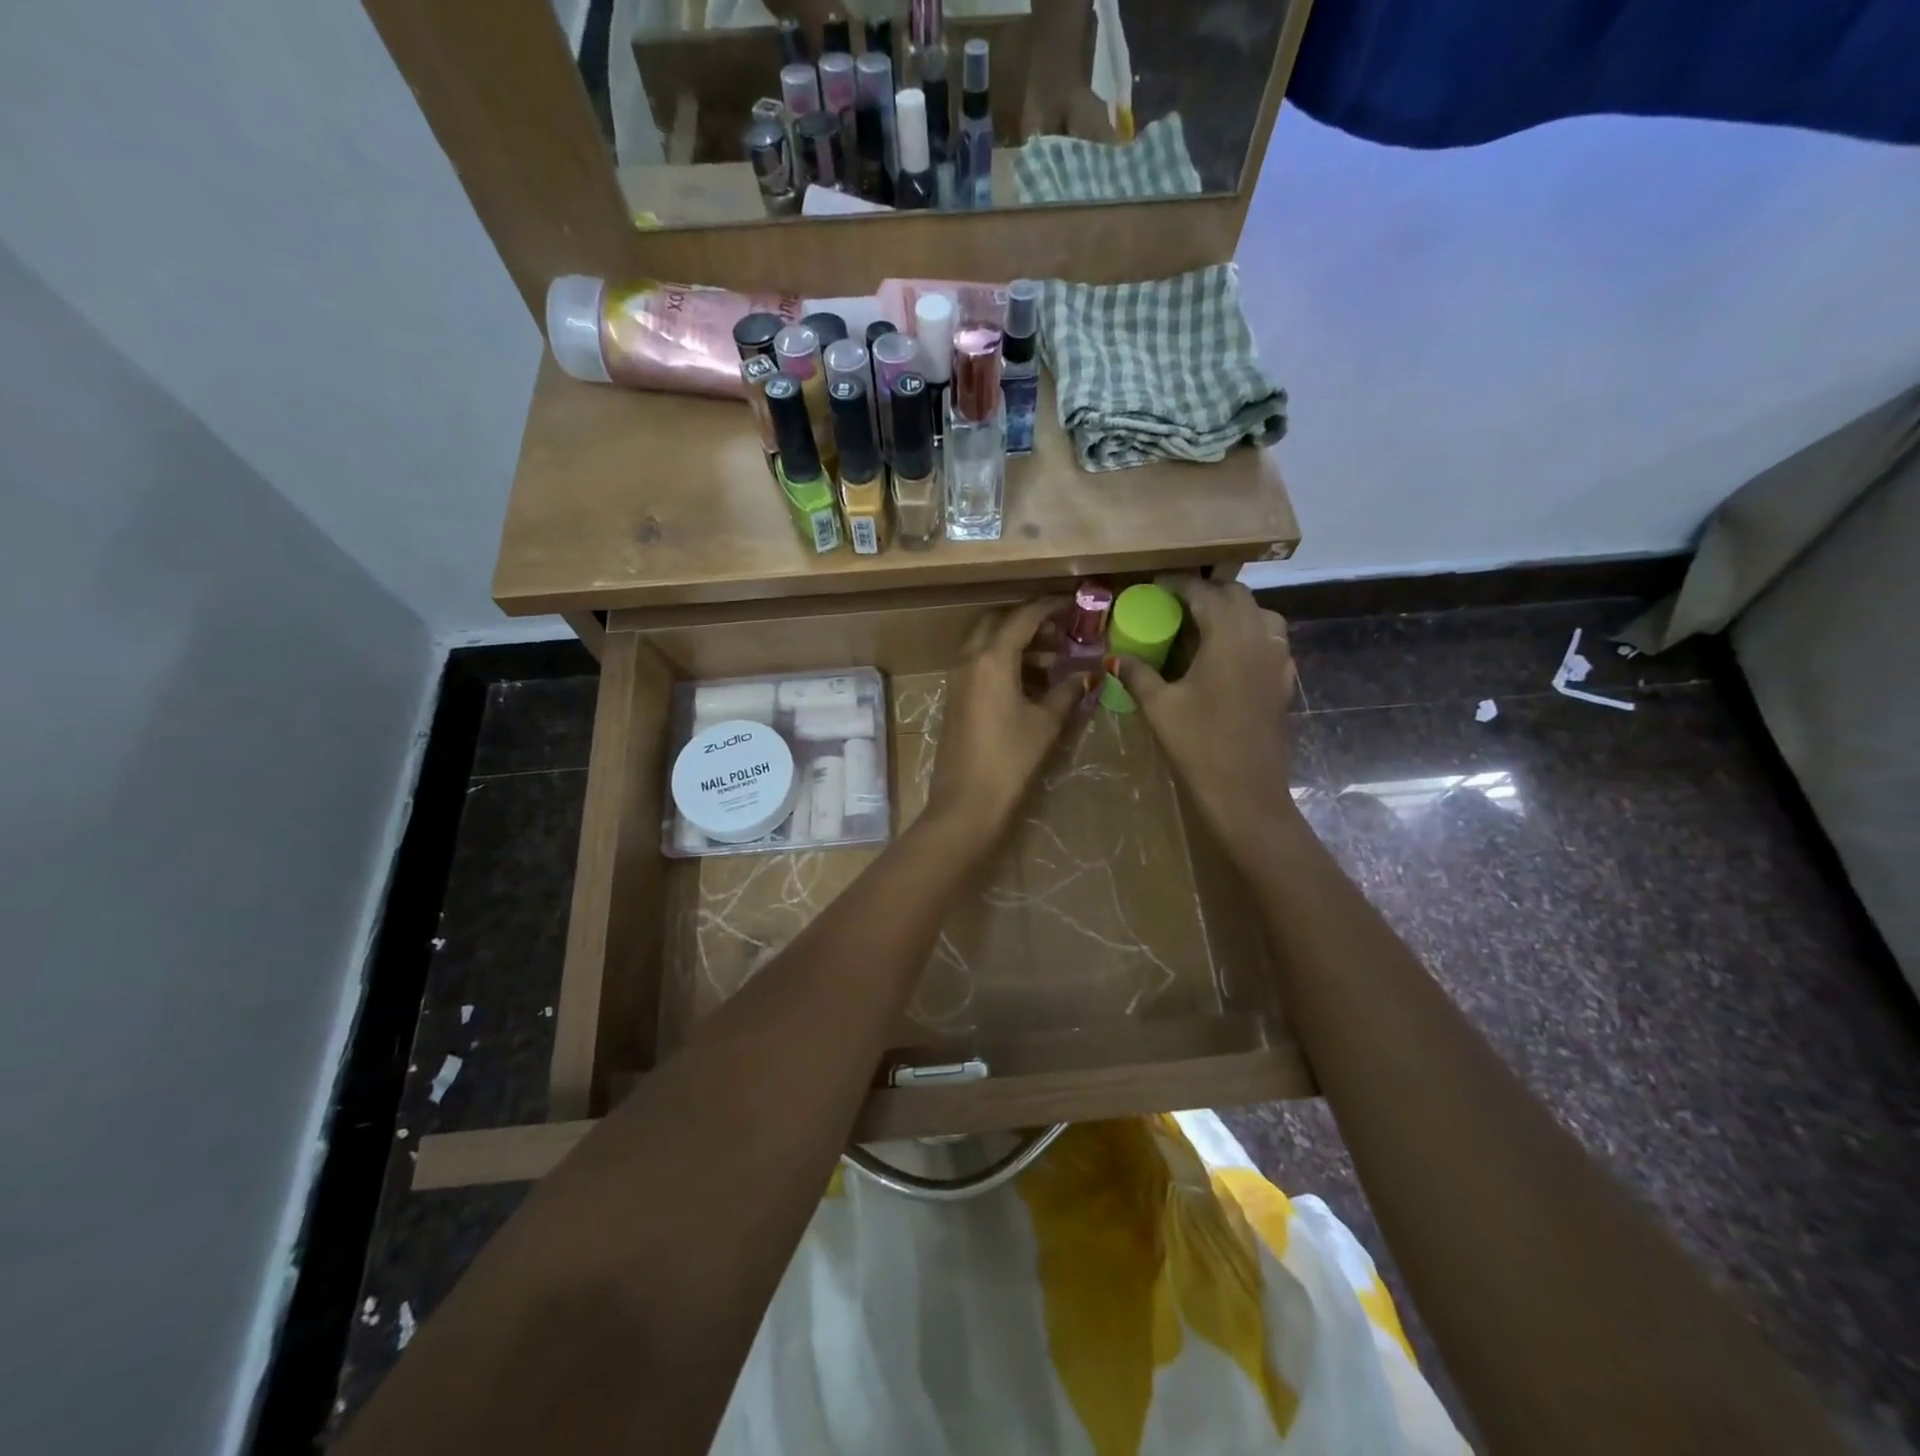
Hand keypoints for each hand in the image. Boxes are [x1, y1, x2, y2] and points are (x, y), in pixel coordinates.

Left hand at [924, 598, 1092, 844]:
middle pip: (997, 623)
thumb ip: (1067, 692)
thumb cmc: (1010, 760)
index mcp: (991, 659)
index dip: (1049, 607)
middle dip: (1028, 622)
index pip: (1023, 617)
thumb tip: (1087, 674)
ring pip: (986, 645)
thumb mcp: (1046, 723)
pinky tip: (1031, 684)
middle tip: (1059, 632)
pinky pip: (979, 666)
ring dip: (1016, 645)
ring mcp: (956, 679)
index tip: (1073, 606)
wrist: (966, 804)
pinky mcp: (954, 699)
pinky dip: (1003, 663)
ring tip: (1053, 661)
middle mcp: (969, 660)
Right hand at [1114, 580, 1298, 858]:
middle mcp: (1259, 636)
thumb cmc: (1199, 744)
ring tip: (1202, 625)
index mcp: (1228, 636)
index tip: (1156, 586)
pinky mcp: (1284, 679)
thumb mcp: (1160, 706)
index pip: (1204, 593)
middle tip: (1175, 604)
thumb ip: (1137, 674)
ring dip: (1232, 610)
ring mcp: (1278, 658)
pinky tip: (1226, 655)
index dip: (1178, 585)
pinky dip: (1248, 634)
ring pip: (1259, 614)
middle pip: (1237, 596)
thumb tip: (1113, 657)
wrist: (1245, 790)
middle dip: (1207, 592)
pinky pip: (1270, 640)